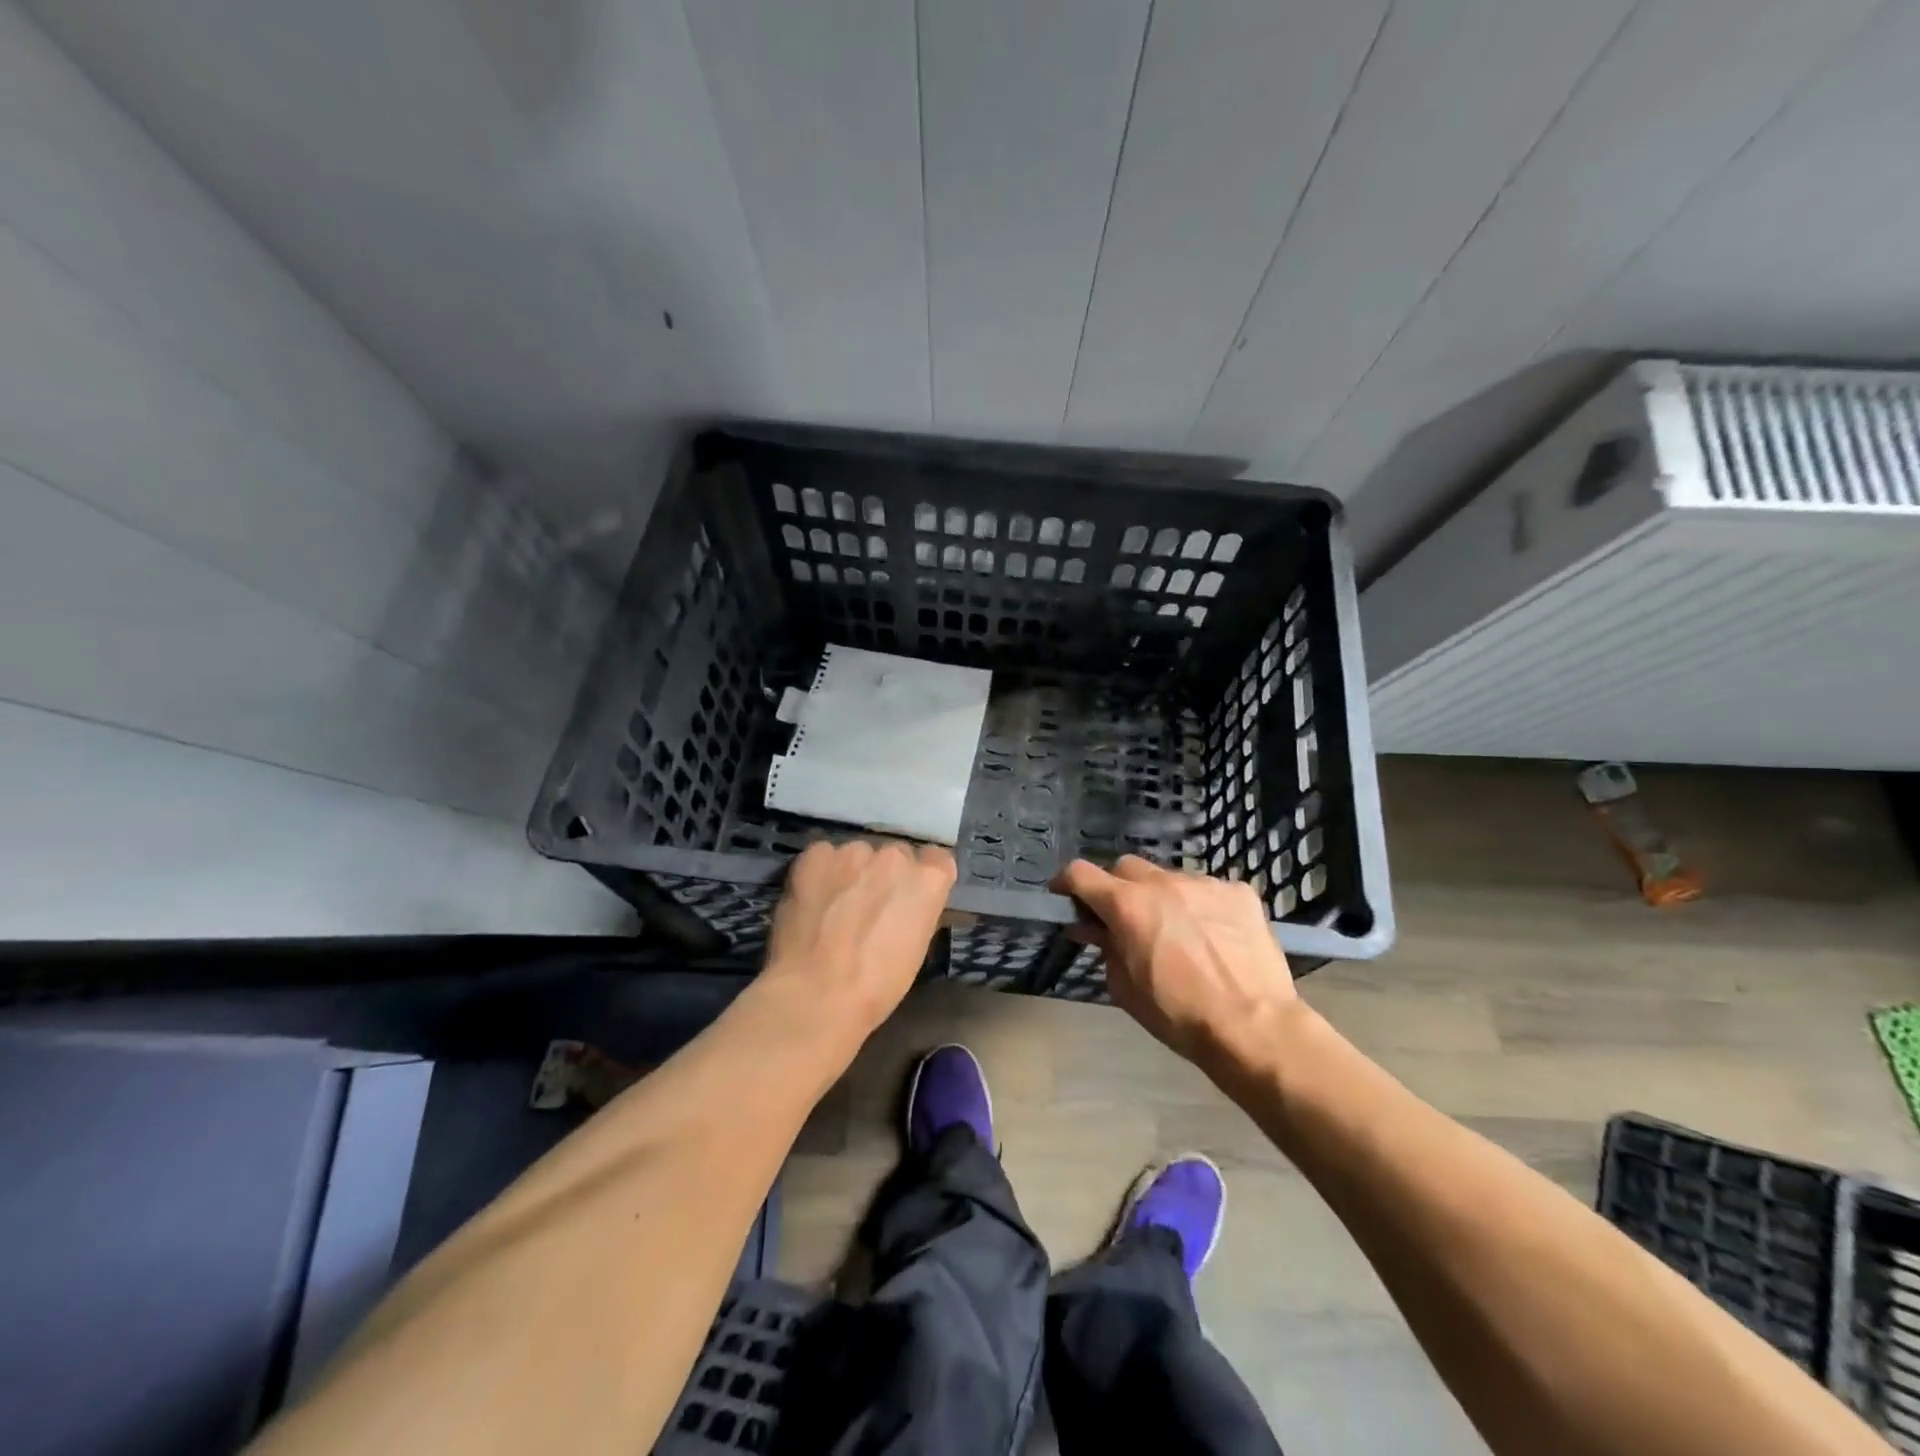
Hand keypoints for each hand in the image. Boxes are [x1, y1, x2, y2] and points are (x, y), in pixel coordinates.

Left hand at [763, 839, 955, 1035]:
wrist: (816, 993)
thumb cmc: (876, 985)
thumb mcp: (915, 949)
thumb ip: (915, 913)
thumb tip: (904, 907)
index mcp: (929, 880)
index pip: (937, 860)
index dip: (921, 880)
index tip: (909, 898)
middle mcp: (896, 856)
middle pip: (895, 856)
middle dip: (885, 876)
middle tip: (868, 907)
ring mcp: (854, 851)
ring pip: (857, 855)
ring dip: (851, 873)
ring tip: (833, 905)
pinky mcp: (816, 854)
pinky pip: (823, 856)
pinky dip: (820, 873)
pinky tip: (811, 899)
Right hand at [1054, 856, 1299, 1068]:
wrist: (1253, 1027)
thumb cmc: (1179, 1015)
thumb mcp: (1125, 988)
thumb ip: (1105, 947)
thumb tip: (1093, 928)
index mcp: (1127, 905)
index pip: (1081, 873)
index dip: (1067, 882)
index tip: (1065, 896)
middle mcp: (1163, 882)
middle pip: (1126, 867)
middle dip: (1117, 888)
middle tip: (1124, 918)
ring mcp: (1204, 883)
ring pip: (1170, 877)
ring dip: (1162, 896)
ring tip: (1177, 930)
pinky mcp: (1239, 892)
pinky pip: (1208, 890)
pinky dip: (1201, 906)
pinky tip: (1213, 935)